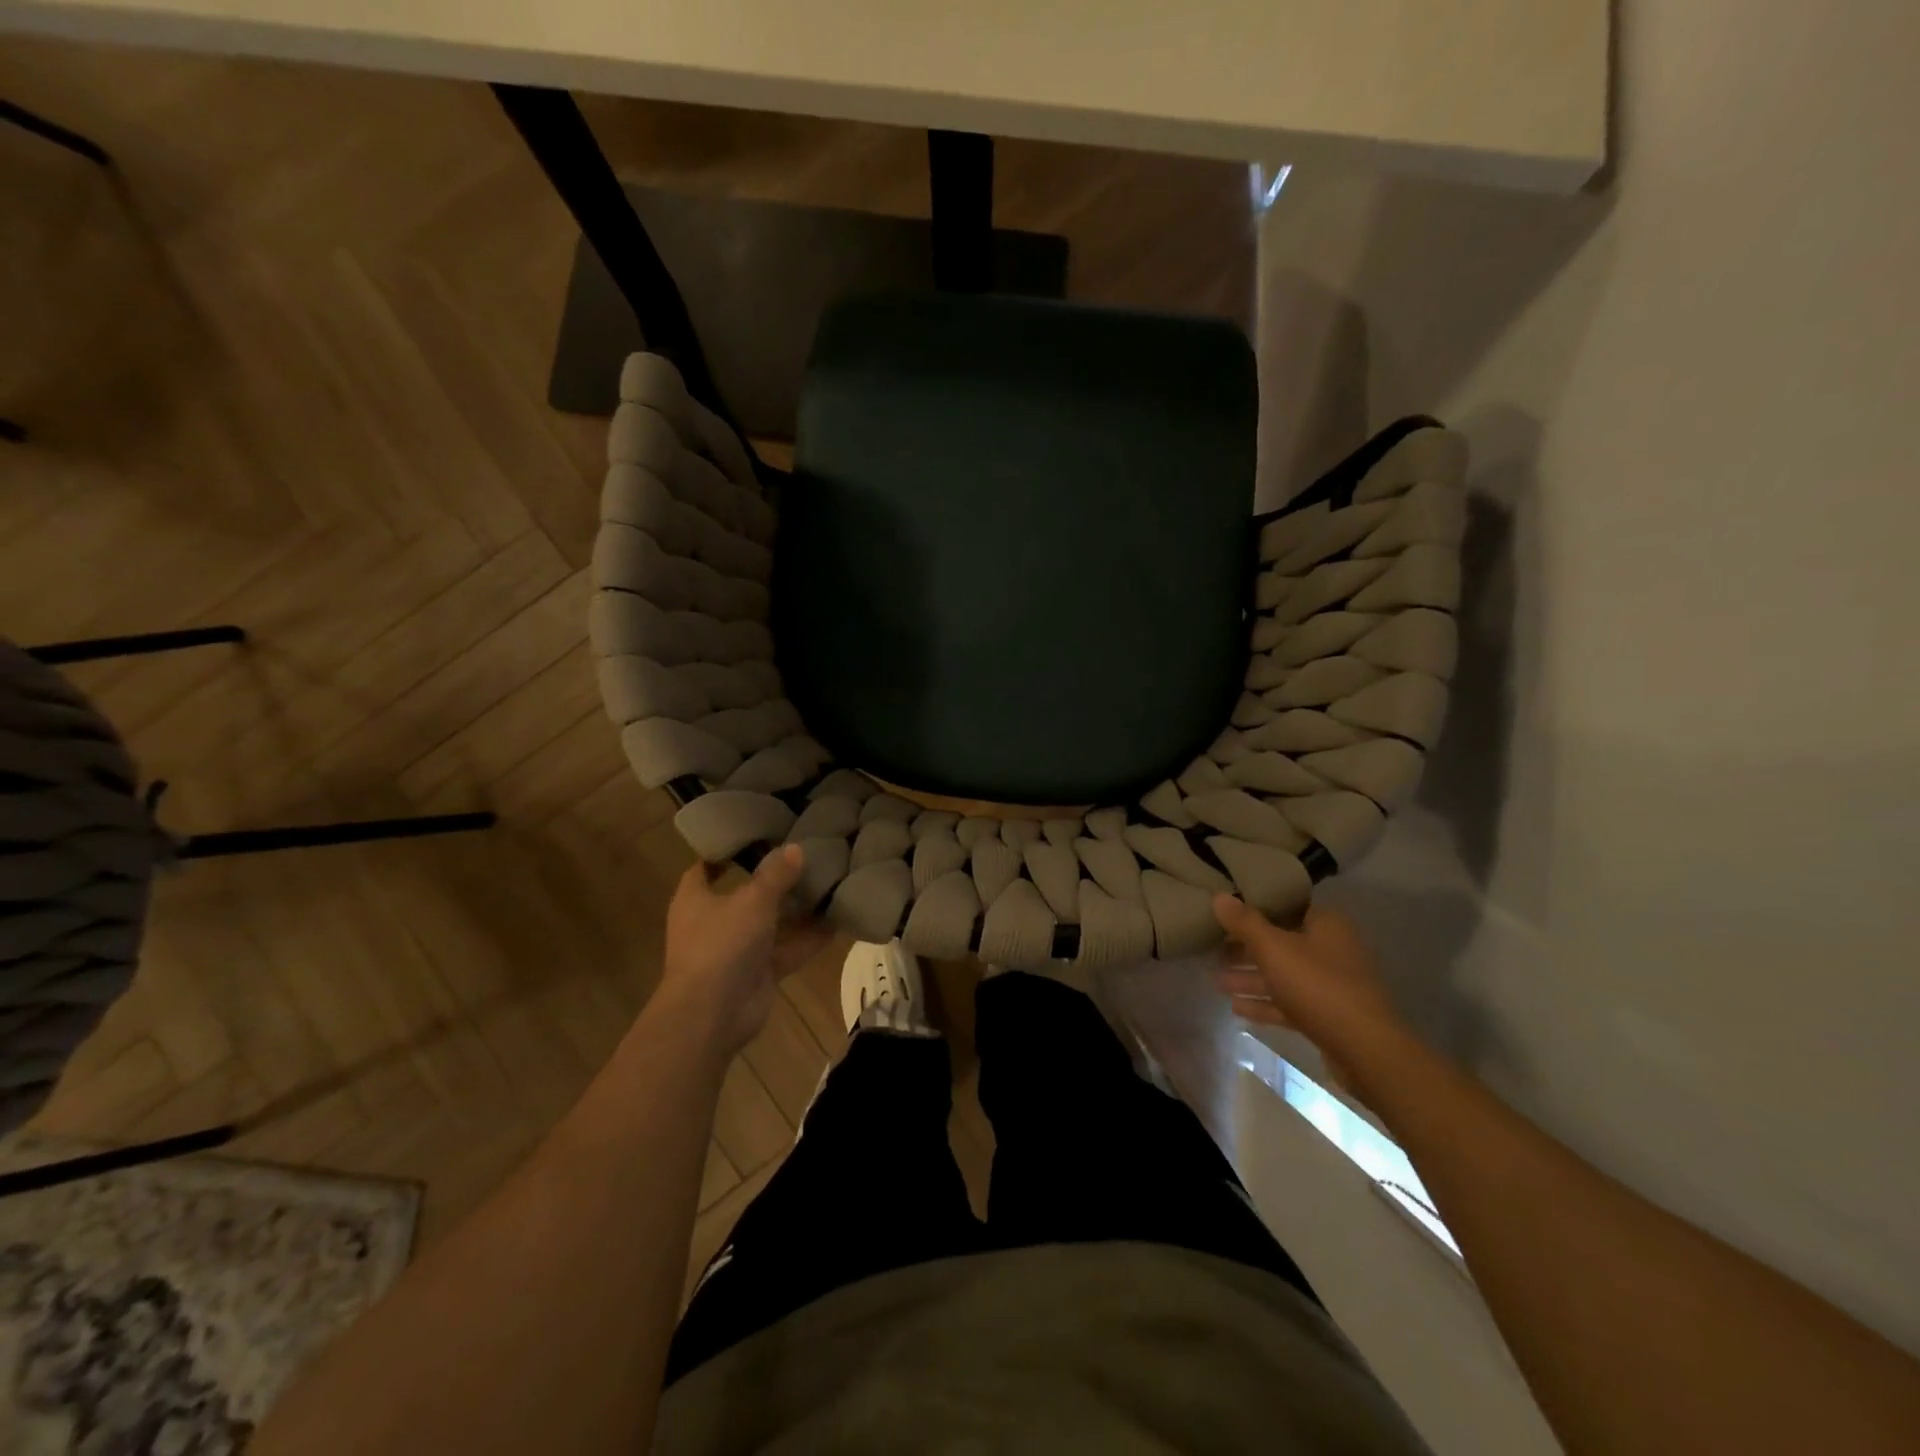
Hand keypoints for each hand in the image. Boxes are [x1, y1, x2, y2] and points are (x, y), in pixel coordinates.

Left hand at [659, 845, 830, 1056]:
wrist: (712, 1014)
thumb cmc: (722, 944)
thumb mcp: (753, 900)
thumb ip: (776, 874)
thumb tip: (795, 848)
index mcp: (696, 899)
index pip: (705, 868)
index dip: (726, 854)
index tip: (753, 837)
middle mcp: (713, 923)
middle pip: (745, 896)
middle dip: (773, 882)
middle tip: (805, 858)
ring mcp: (736, 951)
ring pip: (770, 924)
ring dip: (796, 912)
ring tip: (828, 886)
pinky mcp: (757, 974)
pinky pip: (787, 950)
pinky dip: (808, 940)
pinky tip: (837, 923)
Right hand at [1212, 896, 1404, 1080]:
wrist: (1364, 1049)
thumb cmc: (1317, 985)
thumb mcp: (1273, 948)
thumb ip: (1244, 923)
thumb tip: (1218, 897)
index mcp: (1326, 925)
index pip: (1286, 907)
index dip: (1254, 909)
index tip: (1225, 913)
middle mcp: (1331, 950)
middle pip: (1281, 943)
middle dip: (1246, 949)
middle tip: (1214, 949)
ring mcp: (1331, 985)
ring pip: (1283, 975)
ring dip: (1251, 978)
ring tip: (1216, 981)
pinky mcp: (1327, 1016)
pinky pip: (1289, 1003)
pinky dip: (1265, 1003)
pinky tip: (1236, 1008)